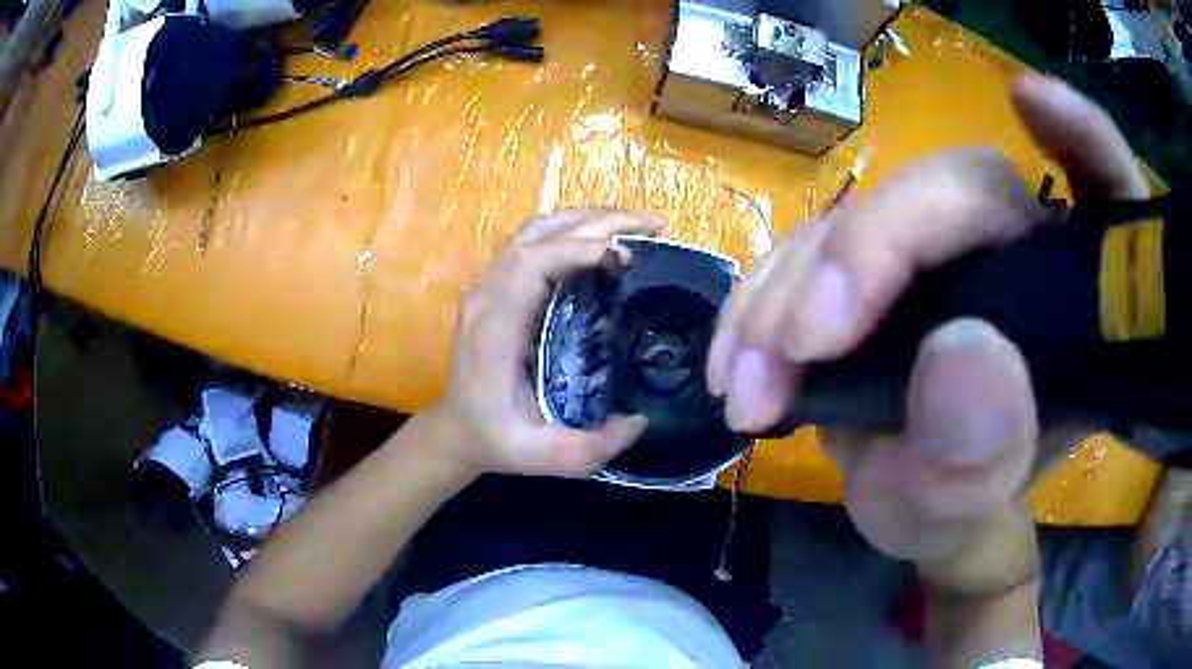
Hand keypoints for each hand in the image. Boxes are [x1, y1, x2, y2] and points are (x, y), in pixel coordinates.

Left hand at [433, 209, 660, 477]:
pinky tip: (604, 241)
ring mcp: (489, 287)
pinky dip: (572, 231)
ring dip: (586, 219)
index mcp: (495, 330)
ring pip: (535, 231)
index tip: (627, 257)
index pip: (531, 264)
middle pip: (537, 236)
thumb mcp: (544, 458)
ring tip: (636, 228)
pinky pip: (533, 242)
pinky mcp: (498, 287)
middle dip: (598, 222)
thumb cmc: (497, 439)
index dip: (578, 249)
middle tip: (654, 227)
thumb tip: (641, 420)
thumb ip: (591, 448)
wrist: (457, 430)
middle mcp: (488, 297)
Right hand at [706, 75, 1147, 587]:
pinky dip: (766, 296)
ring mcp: (944, 247)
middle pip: (959, 189)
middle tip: (800, 342)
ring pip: (869, 213)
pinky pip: (817, 243)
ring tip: (748, 380)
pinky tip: (737, 355)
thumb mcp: (965, 509)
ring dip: (794, 288)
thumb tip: (962, 353)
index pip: (1104, 190)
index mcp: (1073, 302)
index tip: (1031, 101)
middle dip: (873, 249)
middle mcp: (1017, 251)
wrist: (910, 508)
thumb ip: (978, 458)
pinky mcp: (880, 258)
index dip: (1081, 135)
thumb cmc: (957, 510)